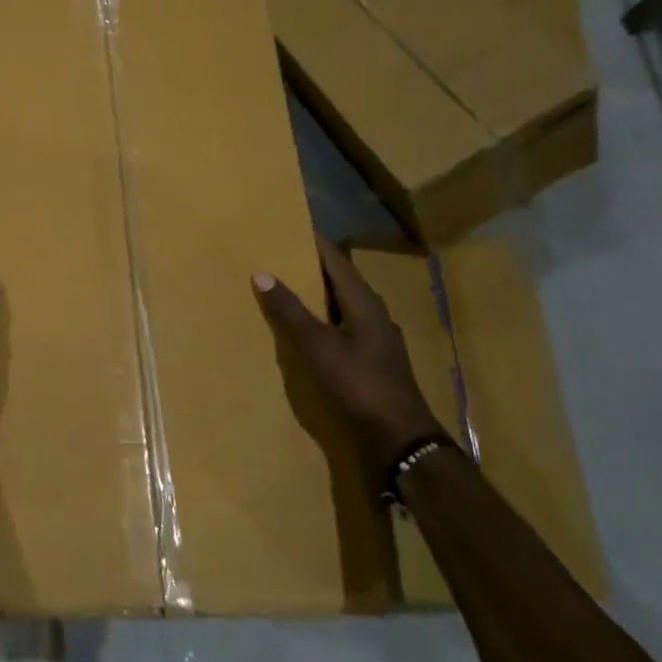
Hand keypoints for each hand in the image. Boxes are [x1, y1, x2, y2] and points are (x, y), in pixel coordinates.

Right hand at [253, 237, 442, 473]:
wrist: (399, 435)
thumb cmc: (359, 383)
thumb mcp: (318, 345)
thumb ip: (290, 311)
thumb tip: (263, 273)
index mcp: (365, 303)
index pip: (337, 261)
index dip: (315, 243)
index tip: (292, 226)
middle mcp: (374, 314)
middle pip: (341, 281)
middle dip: (313, 267)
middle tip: (281, 255)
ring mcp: (376, 339)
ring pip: (343, 305)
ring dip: (318, 295)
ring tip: (288, 288)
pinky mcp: (373, 360)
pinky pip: (343, 327)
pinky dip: (323, 320)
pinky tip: (307, 330)